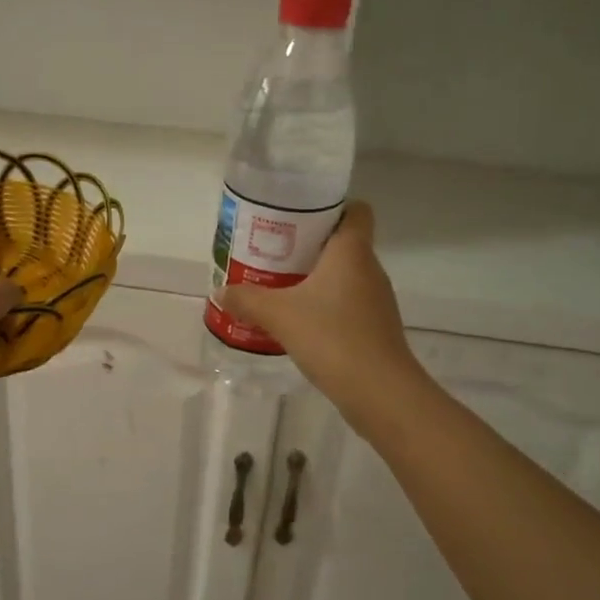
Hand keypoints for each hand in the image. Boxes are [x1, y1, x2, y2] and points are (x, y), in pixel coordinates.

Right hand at [219, 203, 426, 425]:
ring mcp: (376, 300)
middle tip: (274, 252)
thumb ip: (247, 300)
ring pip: (345, 276)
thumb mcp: (279, 315)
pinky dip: (326, 306)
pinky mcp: (375, 328)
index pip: (356, 210)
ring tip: (280, 285)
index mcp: (351, 252)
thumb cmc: (332, 337)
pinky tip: (300, 321)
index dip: (332, 207)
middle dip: (310, 245)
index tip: (299, 217)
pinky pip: (348, 304)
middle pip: (344, 243)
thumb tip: (220, 291)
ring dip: (316, 278)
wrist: (380, 392)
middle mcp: (369, 269)